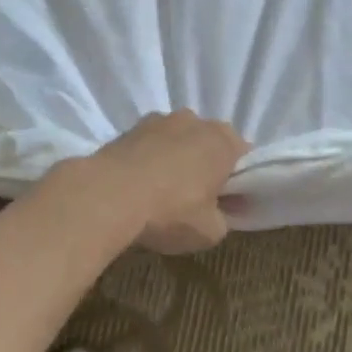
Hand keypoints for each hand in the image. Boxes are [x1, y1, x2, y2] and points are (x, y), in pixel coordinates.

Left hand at [88, 111, 249, 253]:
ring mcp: (159, 119)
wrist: (108, 194)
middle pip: (208, 142)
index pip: (243, 155)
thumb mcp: (210, 231)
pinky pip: (149, 144)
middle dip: (205, 164)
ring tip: (161, 191)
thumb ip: (223, 219)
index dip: (238, 178)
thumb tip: (220, 211)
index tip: (228, 201)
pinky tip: (138, 185)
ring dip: (174, 158)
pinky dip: (148, 159)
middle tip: (197, 198)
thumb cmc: (170, 211)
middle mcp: (194, 121)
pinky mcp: (129, 128)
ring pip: (177, 140)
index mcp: (223, 141)